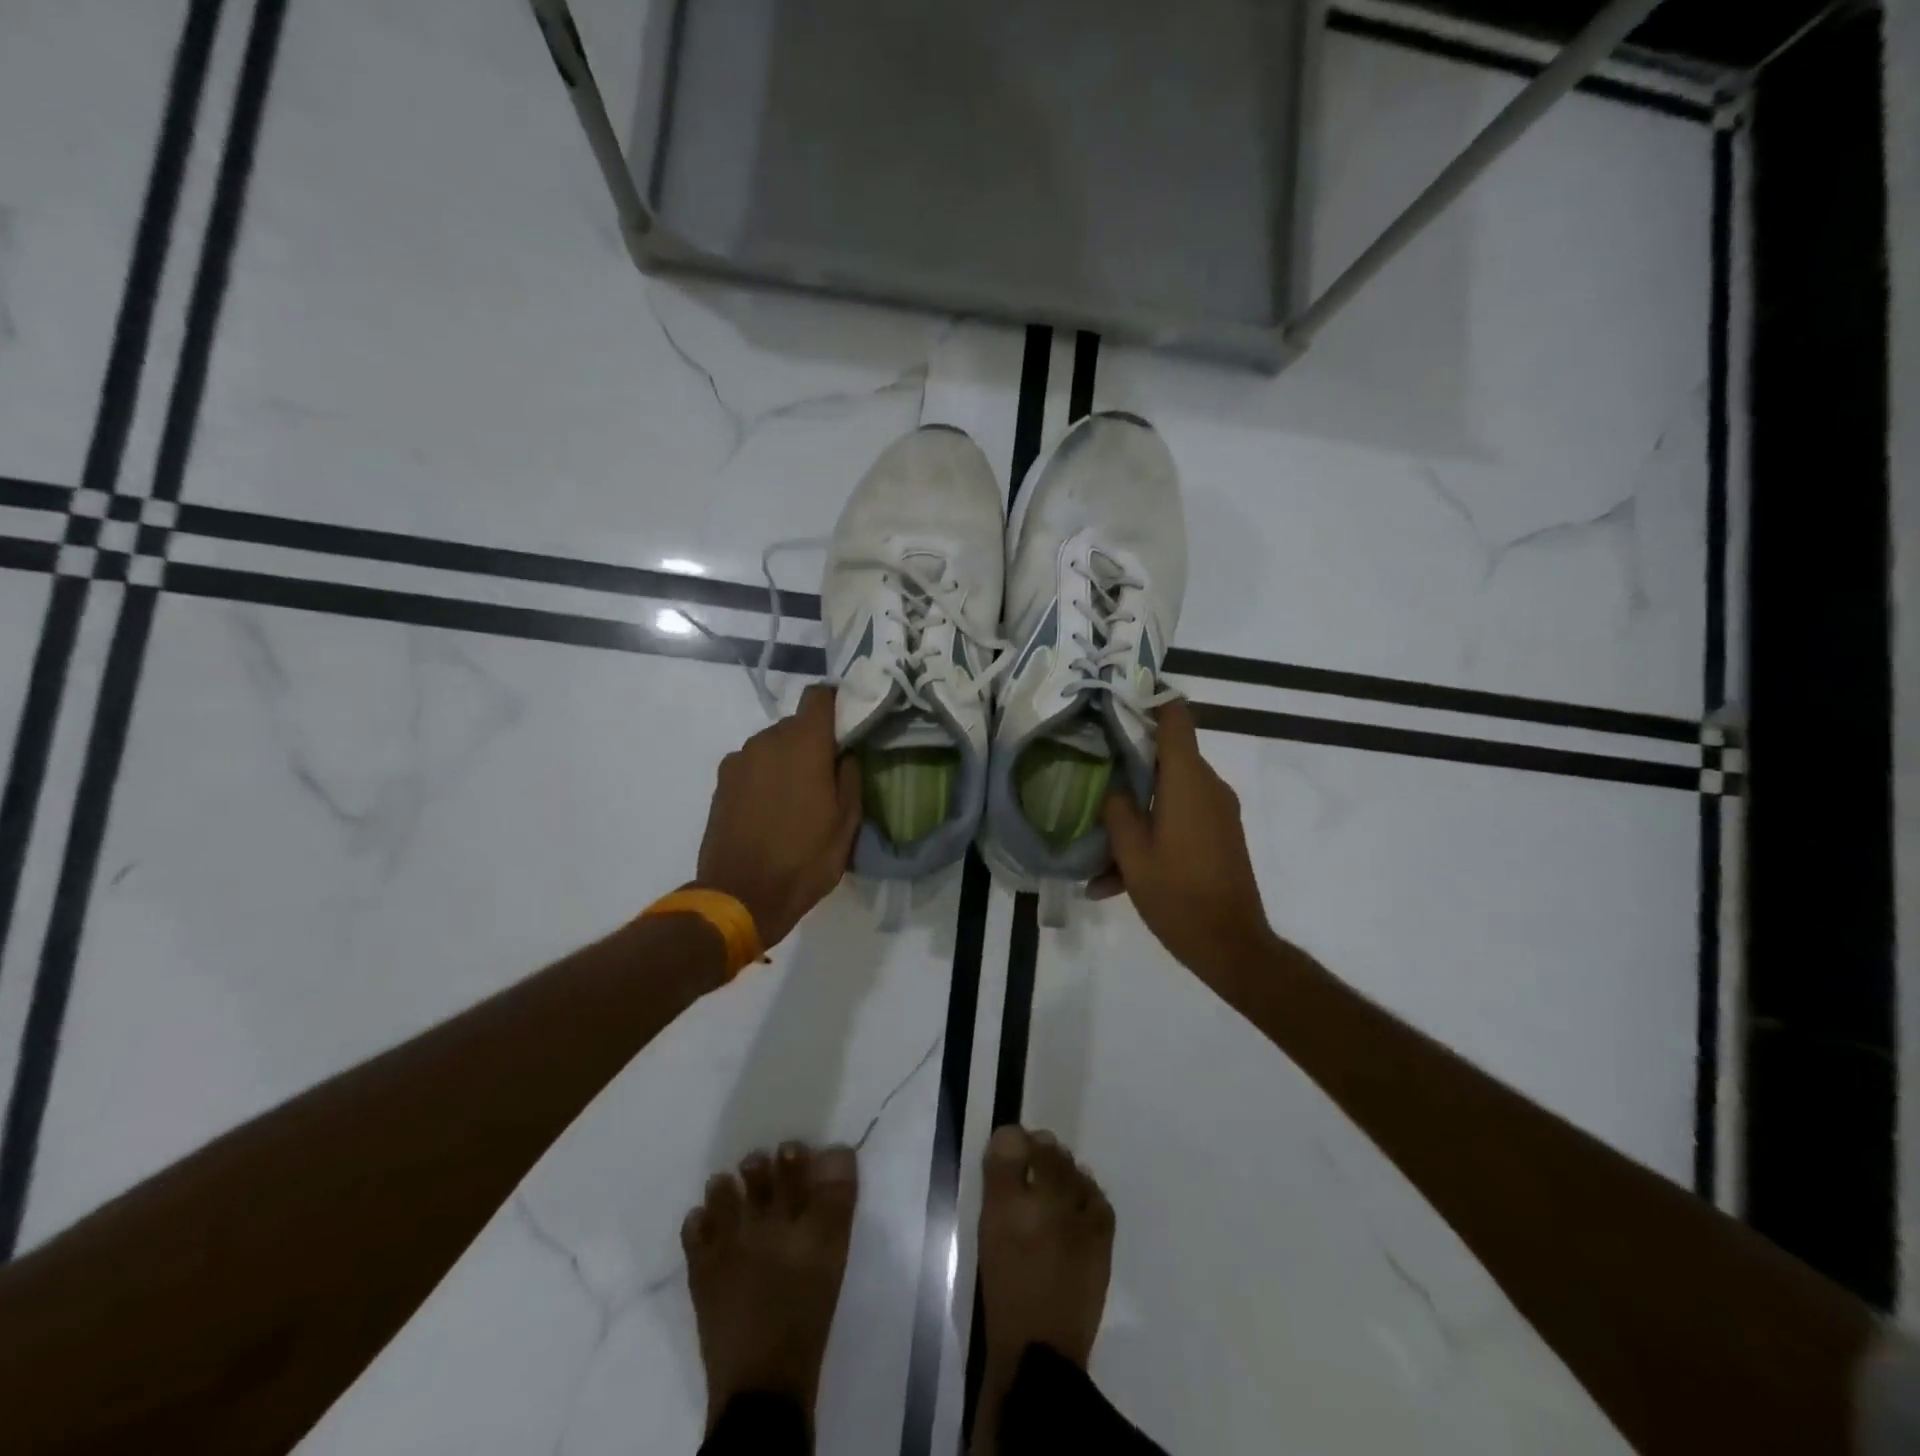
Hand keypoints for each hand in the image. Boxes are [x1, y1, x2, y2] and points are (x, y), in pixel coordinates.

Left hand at [695, 686, 862, 950]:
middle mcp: (767, 740)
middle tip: (826, 775)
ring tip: (796, 798)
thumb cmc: (804, 858)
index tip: (847, 724)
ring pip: (772, 745)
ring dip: (787, 760)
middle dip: (812, 741)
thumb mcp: (846, 822)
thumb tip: (845, 753)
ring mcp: (739, 760)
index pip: (819, 696)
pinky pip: (752, 765)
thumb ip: (850, 777)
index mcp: (804, 744)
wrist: (741, 895)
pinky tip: (770, 810)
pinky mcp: (721, 782)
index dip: (836, 702)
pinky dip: (764, 776)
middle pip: (795, 724)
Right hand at [1097, 701, 1278, 990]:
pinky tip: (1118, 875)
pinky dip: (1153, 833)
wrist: (1232, 946)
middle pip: (1167, 755)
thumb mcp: (1132, 855)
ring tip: (1098, 848)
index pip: (1175, 718)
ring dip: (1137, 811)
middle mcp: (1209, 786)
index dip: (1149, 701)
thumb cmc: (1178, 896)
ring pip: (1170, 793)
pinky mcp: (1221, 835)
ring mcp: (1219, 812)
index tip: (1117, 701)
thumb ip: (1117, 811)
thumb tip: (1115, 788)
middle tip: (1090, 772)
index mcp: (1187, 781)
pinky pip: (1182, 818)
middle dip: (1129, 764)